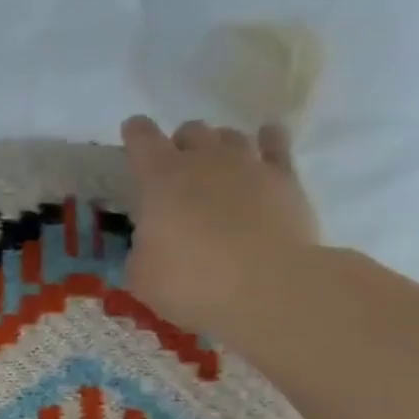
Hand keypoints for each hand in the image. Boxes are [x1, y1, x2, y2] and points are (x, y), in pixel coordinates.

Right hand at [119, 116, 318, 340]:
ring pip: (230, 134)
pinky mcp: (286, 179)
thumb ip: (142, 249)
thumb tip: (151, 244)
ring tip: (216, 164)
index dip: (135, 133)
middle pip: (190, 131)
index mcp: (159, 180)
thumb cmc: (190, 283)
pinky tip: (266, 141)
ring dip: (219, 145)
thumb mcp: (142, 275)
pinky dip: (268, 140)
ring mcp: (248, 165)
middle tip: (176, 169)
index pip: (141, 139)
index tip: (132, 132)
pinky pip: (276, 144)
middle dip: (180, 144)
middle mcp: (204, 160)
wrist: (267, 288)